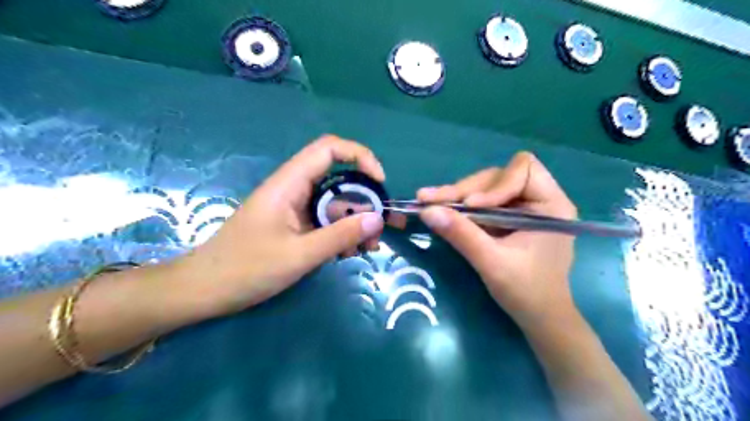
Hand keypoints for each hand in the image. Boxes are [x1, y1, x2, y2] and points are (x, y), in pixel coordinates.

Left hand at [172, 137, 385, 316]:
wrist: (205, 290)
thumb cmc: (246, 269)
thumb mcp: (299, 255)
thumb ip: (340, 235)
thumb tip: (378, 219)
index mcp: (289, 184)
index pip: (329, 149)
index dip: (359, 156)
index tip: (379, 182)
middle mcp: (294, 190)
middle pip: (339, 181)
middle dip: (365, 201)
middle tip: (384, 227)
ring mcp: (295, 209)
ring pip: (335, 205)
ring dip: (356, 223)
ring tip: (369, 248)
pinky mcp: (295, 227)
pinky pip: (325, 223)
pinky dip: (342, 234)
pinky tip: (350, 253)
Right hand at [417, 153, 578, 326]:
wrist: (539, 318)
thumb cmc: (526, 292)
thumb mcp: (492, 263)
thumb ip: (461, 234)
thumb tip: (427, 210)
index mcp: (551, 205)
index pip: (522, 169)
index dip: (494, 184)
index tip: (471, 205)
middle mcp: (540, 199)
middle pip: (497, 177)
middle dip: (465, 189)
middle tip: (431, 199)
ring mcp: (523, 208)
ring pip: (486, 187)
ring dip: (457, 196)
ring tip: (428, 202)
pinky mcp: (510, 218)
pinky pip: (483, 202)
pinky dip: (461, 207)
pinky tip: (440, 209)